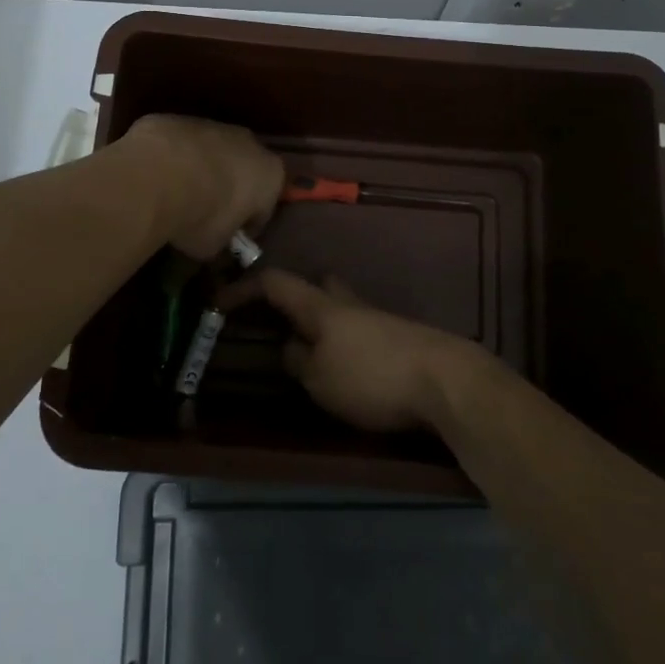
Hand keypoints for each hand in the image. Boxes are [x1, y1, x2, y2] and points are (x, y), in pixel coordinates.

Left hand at [121, 115, 284, 259]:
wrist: (157, 175)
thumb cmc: (201, 216)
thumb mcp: (215, 246)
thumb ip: (222, 241)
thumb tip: (214, 243)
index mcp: (270, 174)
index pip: (265, 207)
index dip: (248, 226)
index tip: (230, 239)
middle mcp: (249, 143)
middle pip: (242, 170)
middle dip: (228, 189)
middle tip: (206, 214)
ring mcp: (212, 125)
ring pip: (211, 152)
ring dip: (200, 170)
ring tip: (177, 196)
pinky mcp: (178, 119)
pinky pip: (180, 145)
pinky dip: (173, 159)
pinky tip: (155, 178)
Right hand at [221, 270, 480, 432]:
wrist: (445, 379)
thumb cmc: (372, 376)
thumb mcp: (320, 380)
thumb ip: (298, 361)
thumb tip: (289, 347)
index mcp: (320, 306)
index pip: (275, 283)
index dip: (244, 288)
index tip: (219, 301)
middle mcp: (347, 302)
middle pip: (317, 285)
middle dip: (296, 297)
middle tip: (280, 321)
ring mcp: (377, 316)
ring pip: (341, 307)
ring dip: (323, 323)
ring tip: (312, 353)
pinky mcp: (399, 336)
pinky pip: (360, 329)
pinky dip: (345, 341)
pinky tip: (348, 366)